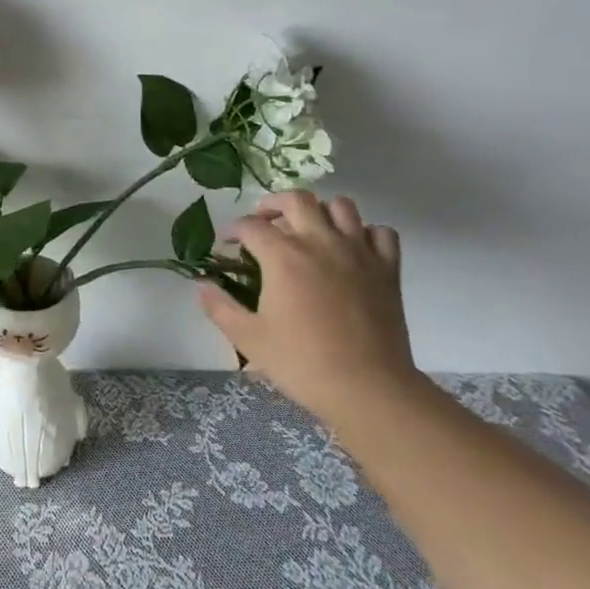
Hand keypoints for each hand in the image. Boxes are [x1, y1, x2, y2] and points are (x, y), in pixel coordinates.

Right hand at [197, 191, 421, 424]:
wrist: (368, 389)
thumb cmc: (303, 363)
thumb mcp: (248, 339)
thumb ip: (219, 307)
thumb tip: (201, 286)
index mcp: (283, 256)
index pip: (251, 226)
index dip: (233, 229)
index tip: (226, 242)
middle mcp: (320, 242)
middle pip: (296, 199)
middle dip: (273, 204)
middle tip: (263, 221)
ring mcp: (358, 252)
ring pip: (341, 206)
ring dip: (320, 211)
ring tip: (308, 228)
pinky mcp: (388, 269)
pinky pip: (381, 233)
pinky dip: (365, 233)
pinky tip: (352, 248)